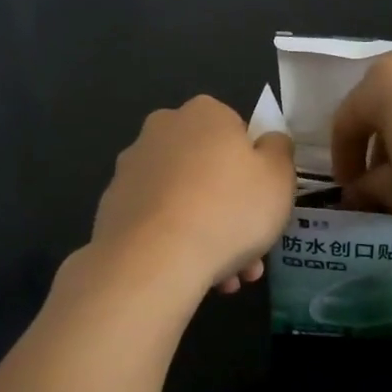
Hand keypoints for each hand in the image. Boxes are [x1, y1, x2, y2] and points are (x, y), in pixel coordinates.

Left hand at [91, 96, 296, 295]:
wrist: (153, 260)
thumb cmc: (228, 210)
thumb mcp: (280, 177)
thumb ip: (279, 151)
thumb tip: (267, 141)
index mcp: (204, 113)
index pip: (238, 133)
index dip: (255, 171)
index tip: (264, 204)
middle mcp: (162, 131)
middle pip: (209, 170)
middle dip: (232, 210)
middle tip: (251, 251)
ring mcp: (131, 169)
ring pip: (185, 201)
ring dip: (209, 234)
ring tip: (228, 278)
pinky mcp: (112, 207)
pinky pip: (158, 222)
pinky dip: (177, 244)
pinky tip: (195, 276)